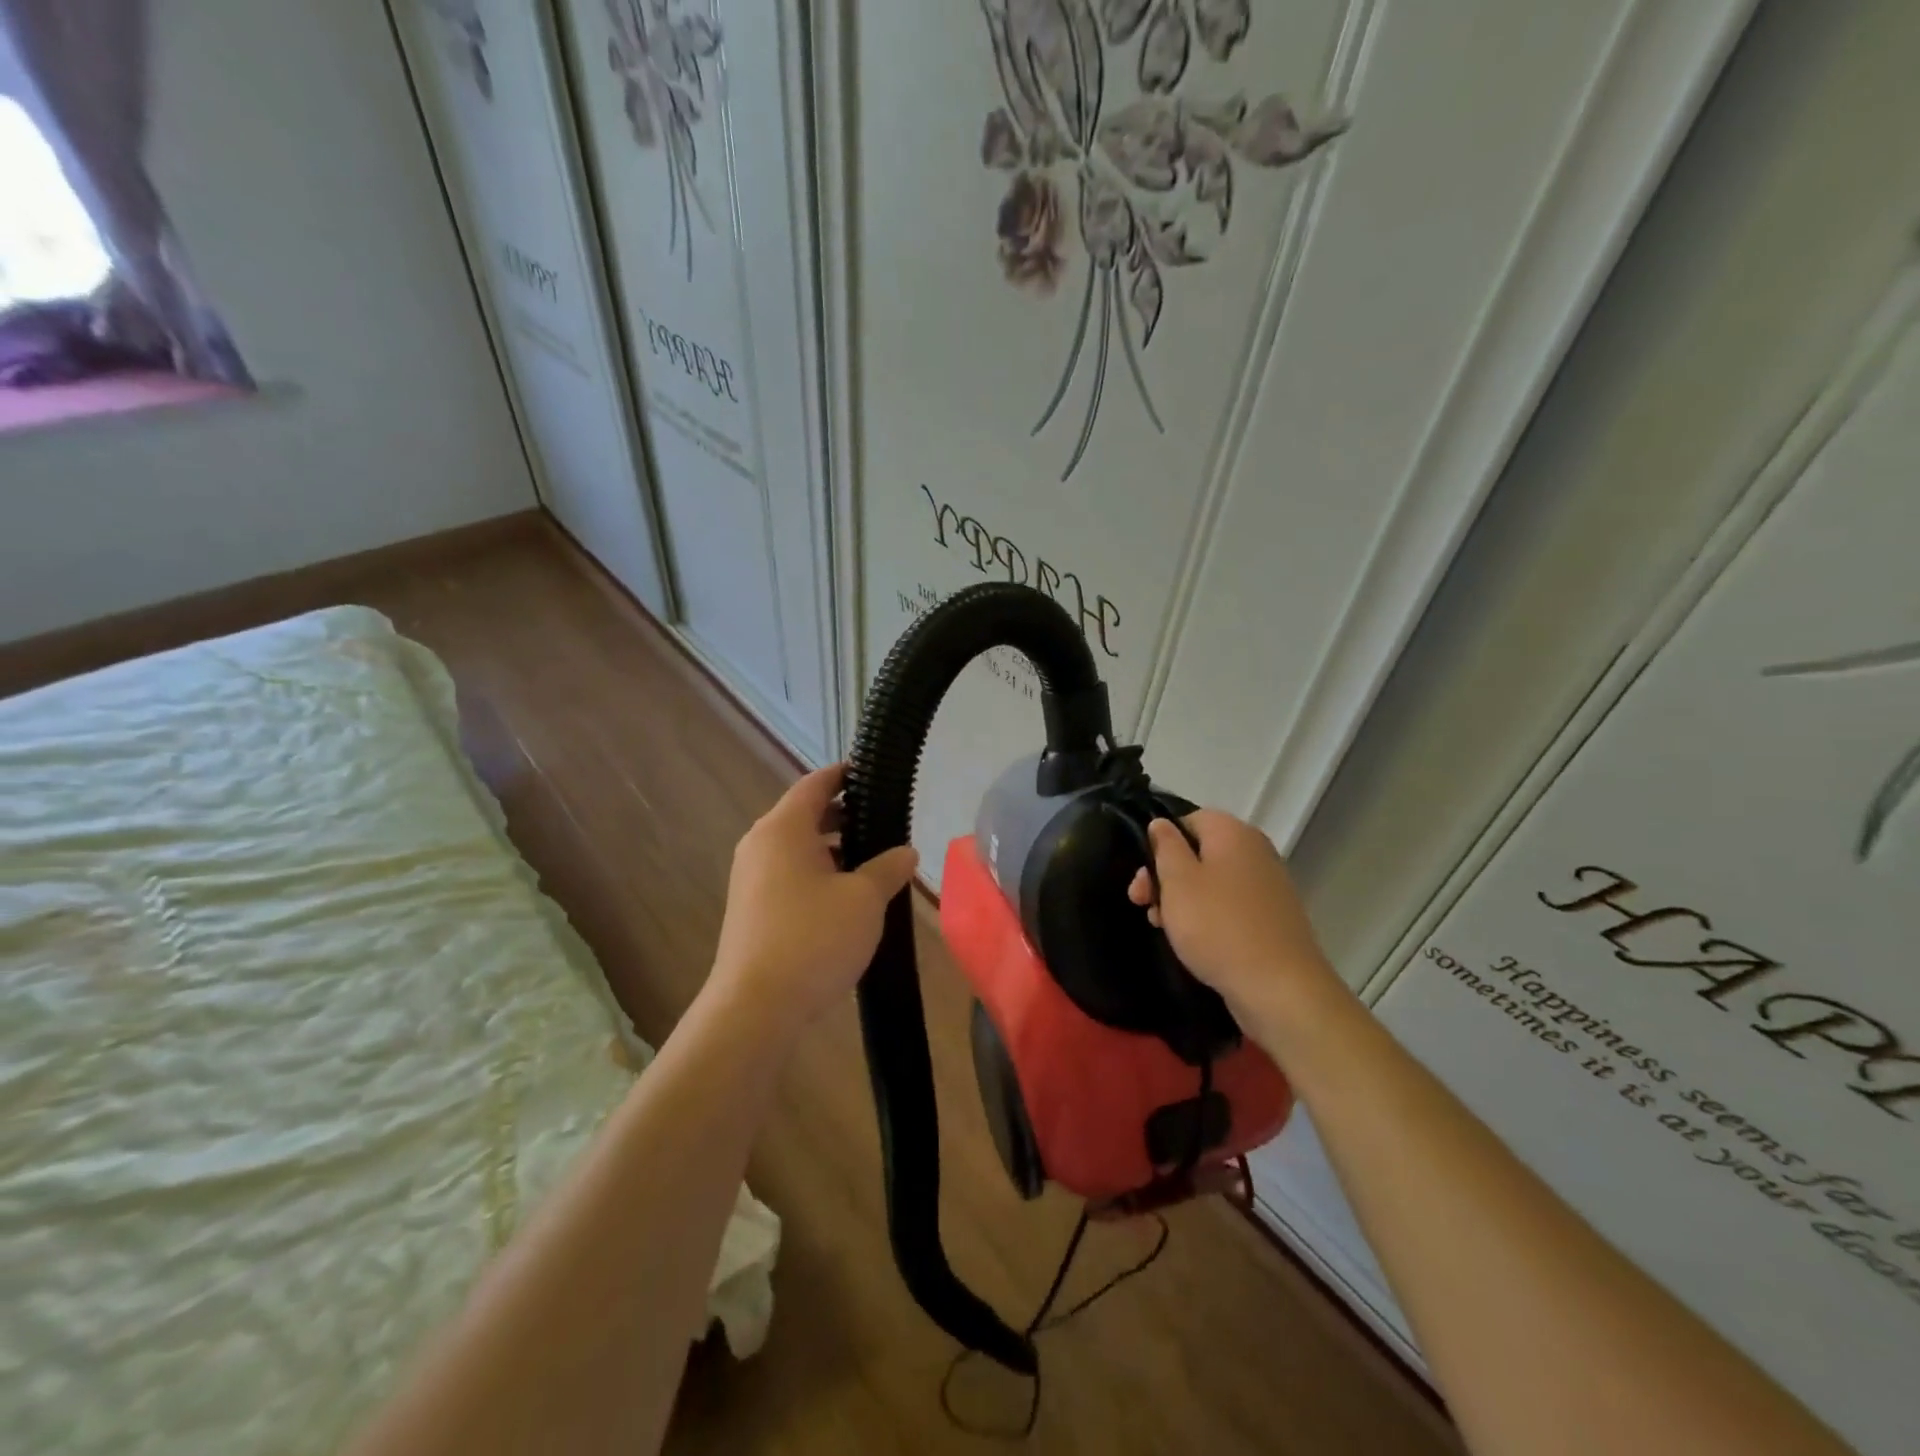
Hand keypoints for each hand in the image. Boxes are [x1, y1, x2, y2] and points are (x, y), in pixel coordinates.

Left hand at [711, 763, 919, 1026]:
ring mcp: (751, 878)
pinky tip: (848, 896)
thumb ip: (888, 868)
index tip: (872, 773)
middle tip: (884, 820)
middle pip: (805, 814)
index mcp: (783, 829)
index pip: (815, 784)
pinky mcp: (752, 909)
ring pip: (798, 848)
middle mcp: (760, 845)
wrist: (755, 1008)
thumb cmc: (813, 939)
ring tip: (874, 860)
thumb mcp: (864, 899)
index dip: (845, 774)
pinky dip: (818, 872)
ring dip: (833, 848)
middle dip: (845, 814)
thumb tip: (906, 852)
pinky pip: (789, 874)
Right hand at [1126, 809, 1336, 1017]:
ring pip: (1211, 881)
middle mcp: (1255, 851)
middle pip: (1198, 852)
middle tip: (1142, 902)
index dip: (1161, 842)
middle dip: (1165, 875)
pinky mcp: (1271, 918)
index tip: (1144, 873)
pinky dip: (1207, 917)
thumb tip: (1162, 823)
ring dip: (1181, 899)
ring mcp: (1267, 886)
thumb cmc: (1218, 926)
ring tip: (1163, 926)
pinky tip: (1192, 941)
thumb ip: (1165, 846)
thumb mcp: (1177, 881)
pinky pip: (1229, 905)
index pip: (1188, 820)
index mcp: (1233, 833)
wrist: (1280, 988)